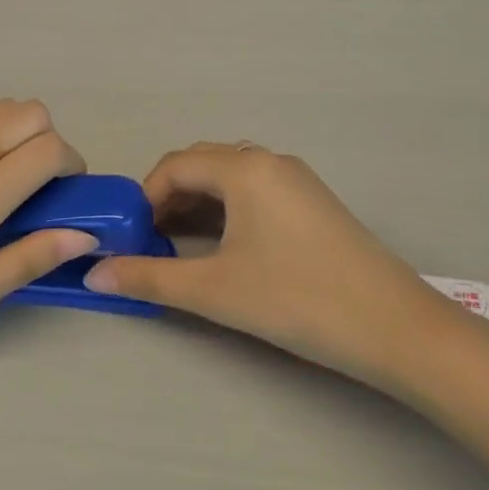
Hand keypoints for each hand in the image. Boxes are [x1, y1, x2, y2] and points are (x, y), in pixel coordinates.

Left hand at [0, 100, 96, 353]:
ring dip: (22, 132)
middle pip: (31, 112)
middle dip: (51, 142)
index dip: (71, 165)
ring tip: (7, 179)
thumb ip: (26, 261)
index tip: (66, 195)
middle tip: (40, 186)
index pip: (47, 149)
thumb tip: (83, 234)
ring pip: (2, 106)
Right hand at [84, 144, 446, 376]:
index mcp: (245, 168)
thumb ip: (150, 277)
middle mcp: (271, 162)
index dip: (145, 197)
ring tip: (181, 246)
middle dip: (170, 198)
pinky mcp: (315, 204)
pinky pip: (258, 192)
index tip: (132, 236)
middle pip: (204, 165)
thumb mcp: (213, 290)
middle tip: (151, 241)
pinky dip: (229, 211)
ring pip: (232, 178)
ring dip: (200, 204)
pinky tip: (226, 248)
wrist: (393, 327)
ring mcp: (298, 181)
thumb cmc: (295, 298)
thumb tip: (95, 275)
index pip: (176, 165)